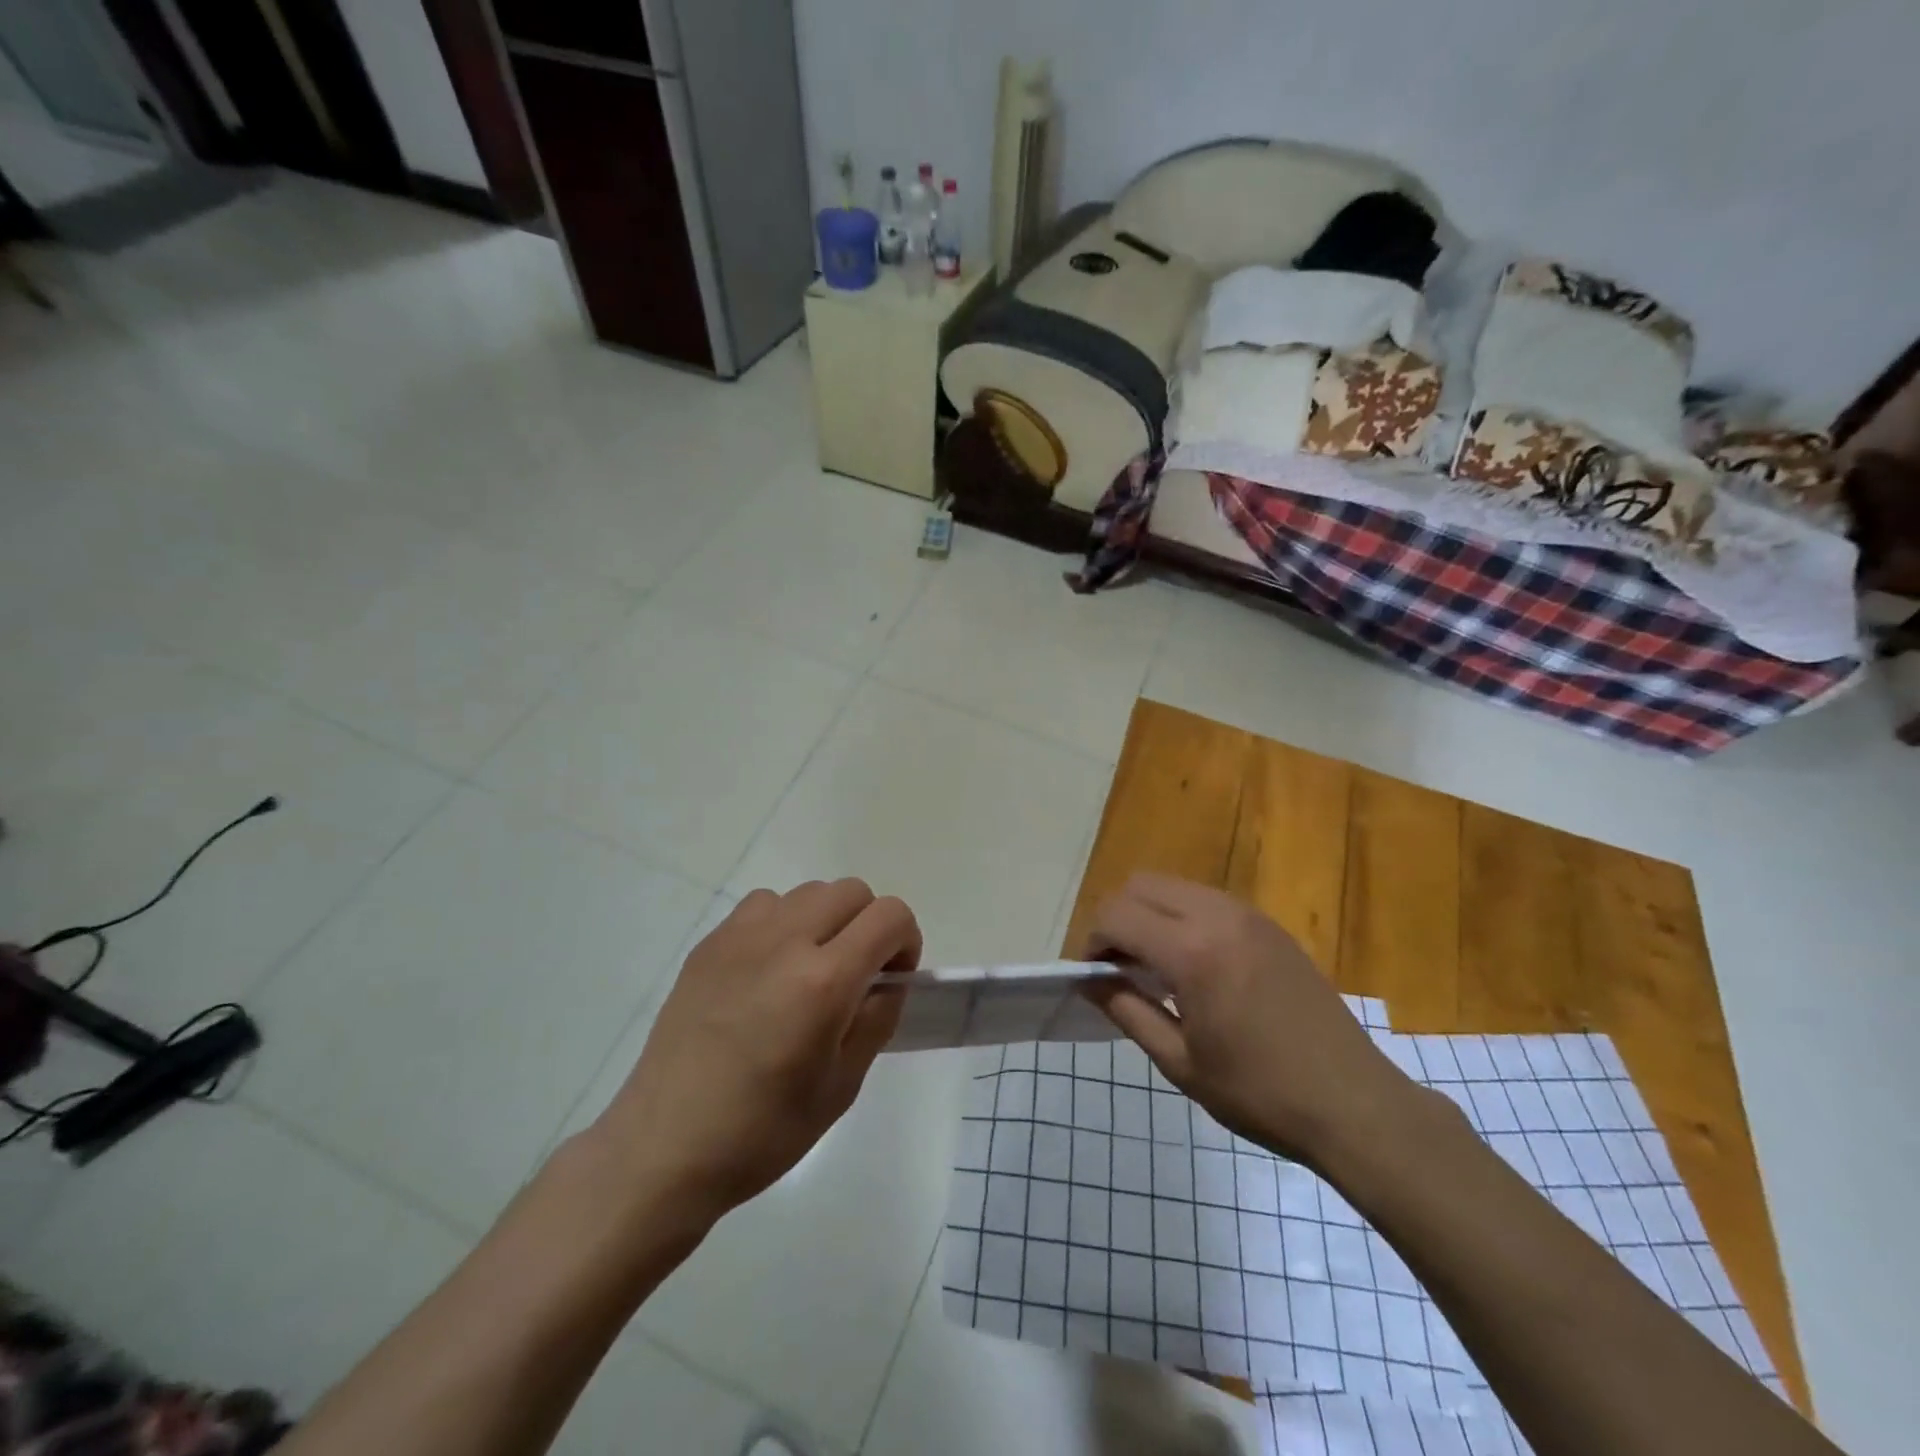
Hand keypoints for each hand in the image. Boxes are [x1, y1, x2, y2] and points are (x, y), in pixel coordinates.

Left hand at [591, 880, 919, 1228]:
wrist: (666, 1146)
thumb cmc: (763, 1130)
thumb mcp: (843, 1085)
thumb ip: (877, 1018)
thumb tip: (888, 981)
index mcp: (824, 980)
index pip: (889, 916)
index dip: (906, 941)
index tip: (892, 978)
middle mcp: (785, 941)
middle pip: (851, 891)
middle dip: (869, 925)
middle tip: (856, 974)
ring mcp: (741, 936)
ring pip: (808, 892)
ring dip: (825, 920)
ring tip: (808, 970)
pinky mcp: (710, 944)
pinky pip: (764, 905)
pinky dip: (782, 923)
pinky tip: (768, 970)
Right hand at [1082, 874, 1414, 1167]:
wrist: (1355, 1105)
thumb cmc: (1260, 1093)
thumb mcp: (1180, 1063)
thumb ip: (1128, 1011)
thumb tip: (1089, 982)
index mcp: (1192, 951)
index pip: (1116, 915)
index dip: (1091, 942)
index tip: (1092, 977)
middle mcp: (1218, 916)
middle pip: (1140, 885)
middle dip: (1115, 919)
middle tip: (1116, 967)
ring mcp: (1248, 915)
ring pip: (1173, 887)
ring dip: (1149, 914)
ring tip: (1152, 966)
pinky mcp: (1269, 925)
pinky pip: (1206, 900)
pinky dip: (1181, 917)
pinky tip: (1192, 965)